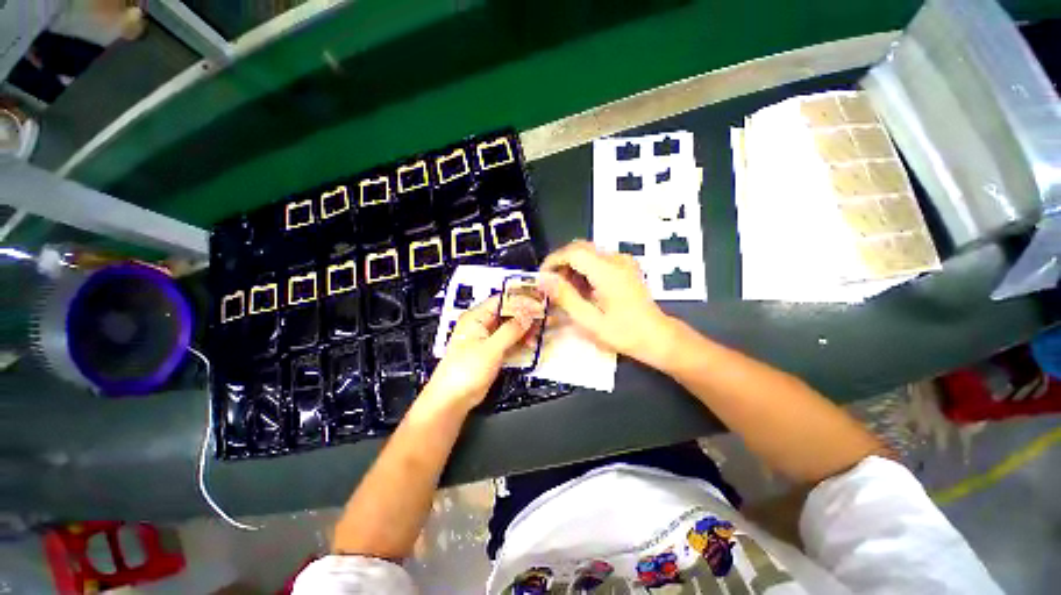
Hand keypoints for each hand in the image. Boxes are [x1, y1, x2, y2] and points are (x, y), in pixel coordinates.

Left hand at [422, 296, 534, 411]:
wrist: (453, 399)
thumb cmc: (464, 372)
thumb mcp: (491, 348)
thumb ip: (511, 330)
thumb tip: (527, 315)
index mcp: (476, 317)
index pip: (502, 300)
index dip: (521, 300)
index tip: (538, 302)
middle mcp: (482, 325)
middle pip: (508, 313)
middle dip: (526, 316)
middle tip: (543, 318)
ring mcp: (488, 338)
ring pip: (511, 327)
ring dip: (525, 329)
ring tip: (539, 334)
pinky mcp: (493, 351)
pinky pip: (510, 341)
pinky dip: (521, 341)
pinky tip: (531, 344)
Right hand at [539, 240, 676, 367]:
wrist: (657, 336)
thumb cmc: (623, 333)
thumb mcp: (589, 320)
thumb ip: (565, 297)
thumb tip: (543, 279)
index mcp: (607, 271)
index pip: (573, 252)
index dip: (553, 261)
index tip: (541, 279)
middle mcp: (616, 259)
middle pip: (579, 248)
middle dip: (560, 263)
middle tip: (551, 286)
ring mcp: (623, 260)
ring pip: (587, 252)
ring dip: (571, 267)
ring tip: (565, 291)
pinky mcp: (625, 265)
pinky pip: (597, 259)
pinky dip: (584, 269)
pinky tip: (582, 289)